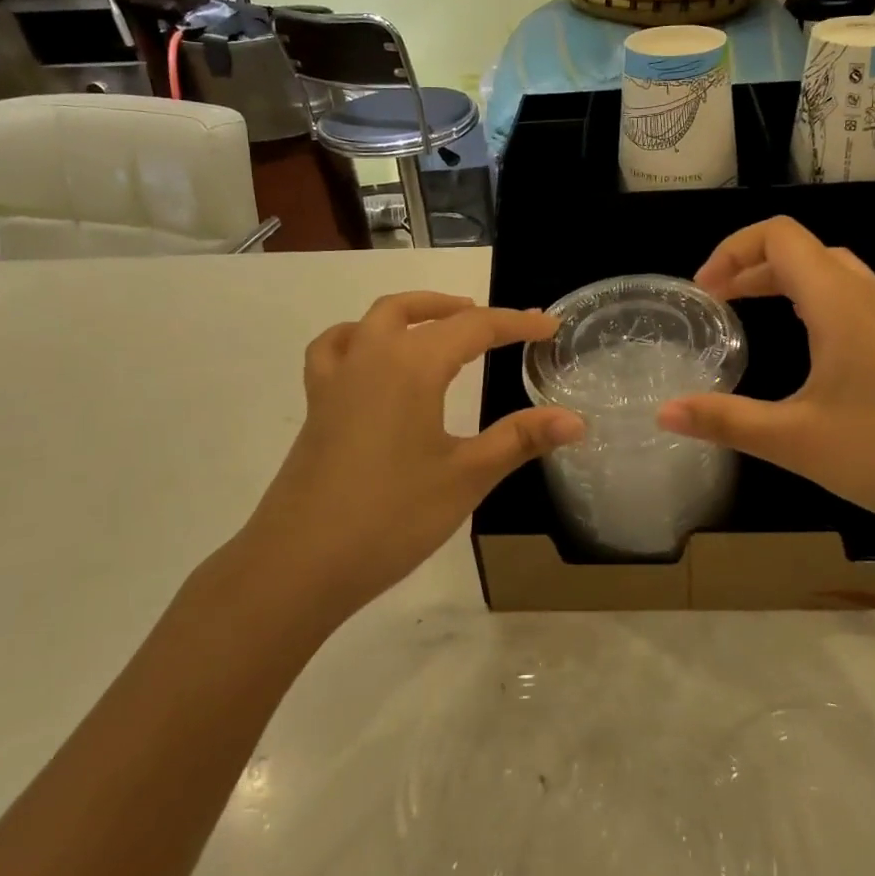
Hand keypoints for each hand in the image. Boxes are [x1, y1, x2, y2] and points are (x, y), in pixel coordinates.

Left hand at [243, 292, 582, 620]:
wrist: (298, 565)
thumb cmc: (391, 517)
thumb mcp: (466, 477)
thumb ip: (521, 439)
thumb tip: (577, 420)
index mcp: (412, 366)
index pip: (475, 328)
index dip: (517, 325)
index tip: (551, 327)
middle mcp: (371, 357)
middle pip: (418, 311)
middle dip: (462, 310)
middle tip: (498, 325)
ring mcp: (336, 380)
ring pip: (373, 320)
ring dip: (412, 312)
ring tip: (439, 325)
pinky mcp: (316, 406)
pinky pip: (335, 348)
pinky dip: (359, 336)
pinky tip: (371, 358)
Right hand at [657, 218, 874, 550]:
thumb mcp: (796, 440)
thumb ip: (726, 421)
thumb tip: (663, 413)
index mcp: (840, 300)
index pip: (779, 236)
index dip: (732, 250)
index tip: (704, 291)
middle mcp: (869, 292)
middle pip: (800, 251)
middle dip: (749, 267)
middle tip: (714, 303)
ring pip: (828, 272)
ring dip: (781, 282)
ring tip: (746, 313)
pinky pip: (849, 296)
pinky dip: (811, 301)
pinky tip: (804, 344)